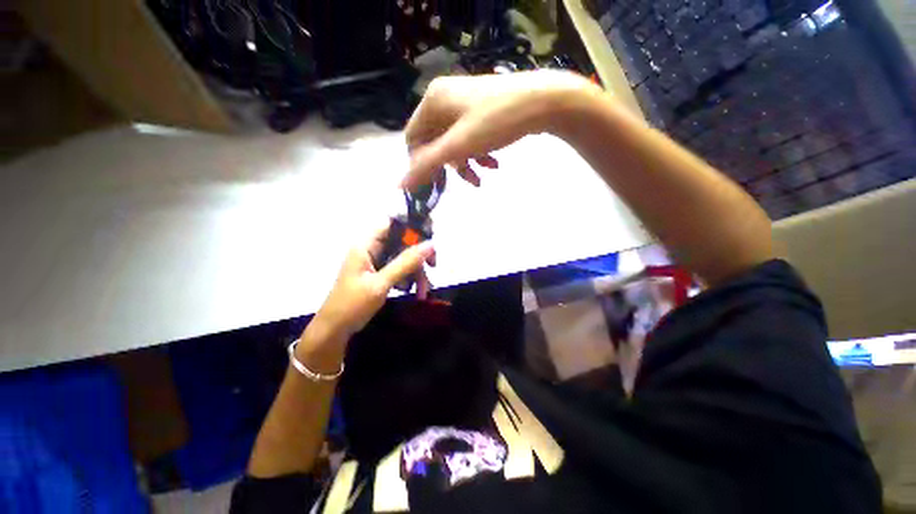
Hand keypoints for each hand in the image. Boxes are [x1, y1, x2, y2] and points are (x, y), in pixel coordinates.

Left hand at [311, 225, 435, 339]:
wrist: (334, 331)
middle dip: (419, 256)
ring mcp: (376, 262)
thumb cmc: (352, 305)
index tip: (430, 236)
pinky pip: (401, 270)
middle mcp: (372, 249)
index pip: (392, 223)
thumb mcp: (381, 284)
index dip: (412, 225)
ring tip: (423, 292)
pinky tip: (416, 293)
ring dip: (417, 273)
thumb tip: (430, 244)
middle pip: (402, 242)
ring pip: (404, 258)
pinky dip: (410, 280)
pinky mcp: (380, 274)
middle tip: (433, 265)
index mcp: (366, 245)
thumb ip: (405, 263)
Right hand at [403, 70, 598, 189]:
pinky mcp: (481, 110)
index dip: (420, 163)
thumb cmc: (496, 121)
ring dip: (465, 163)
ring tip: (481, 177)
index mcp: (433, 101)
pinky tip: (493, 163)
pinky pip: (469, 137)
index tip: (434, 184)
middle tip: (460, 182)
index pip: (413, 138)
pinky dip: (478, 153)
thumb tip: (400, 184)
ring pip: (453, 142)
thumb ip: (428, 164)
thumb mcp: (458, 145)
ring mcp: (464, 103)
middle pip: (434, 141)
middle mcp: (444, 98)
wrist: (542, 102)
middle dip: (448, 165)